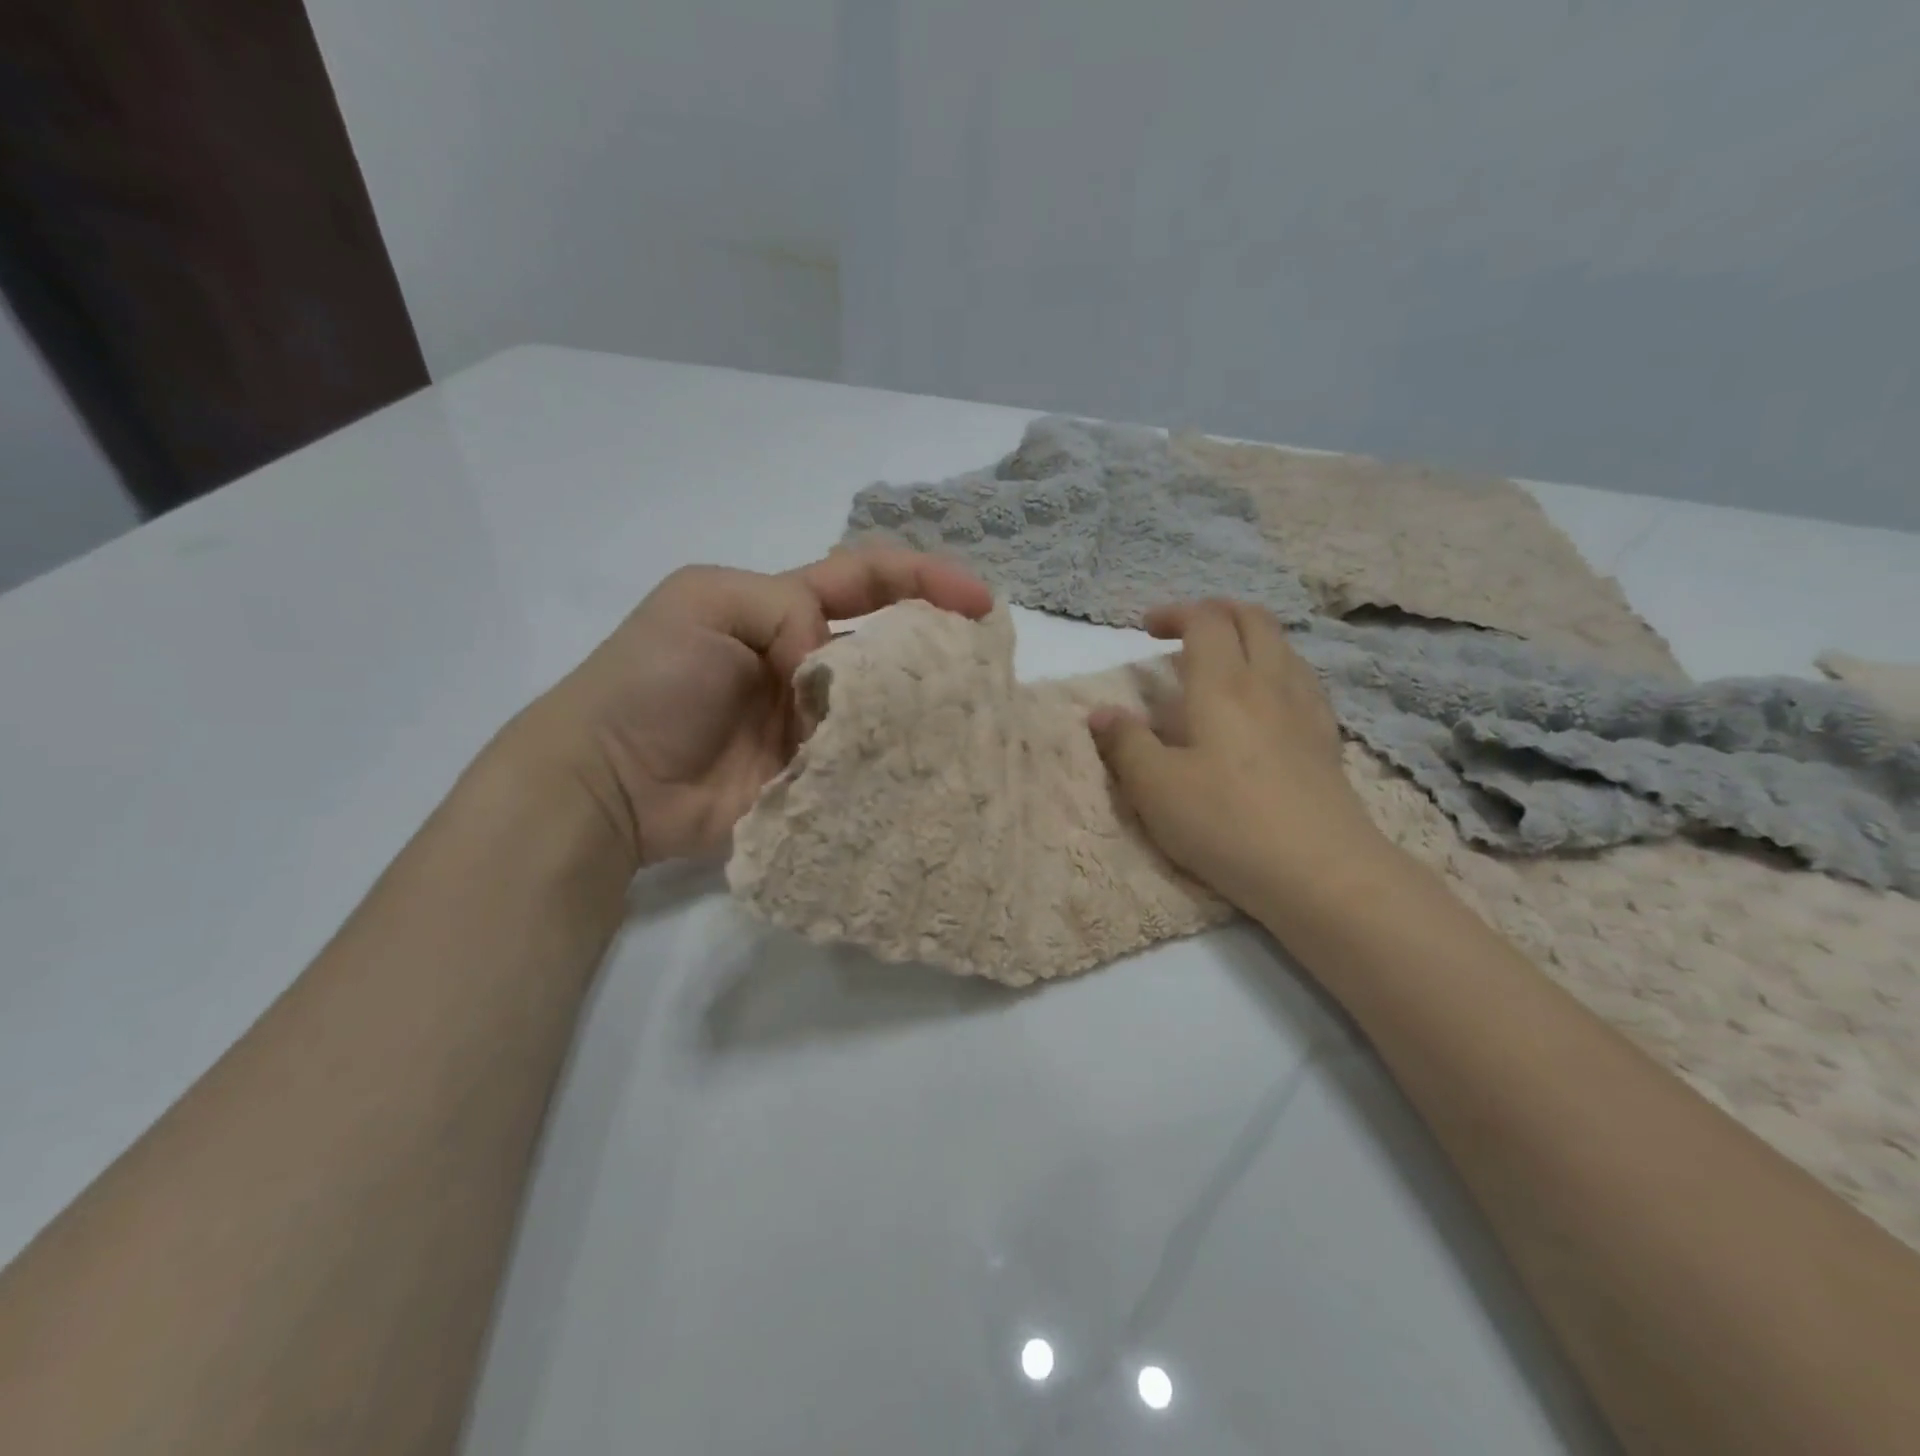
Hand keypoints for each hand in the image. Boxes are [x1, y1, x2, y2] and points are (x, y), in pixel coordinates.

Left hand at [519, 550, 992, 866]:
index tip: (979, 601)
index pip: (867, 580)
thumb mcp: (704, 602)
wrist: (607, 782)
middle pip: (888, 647)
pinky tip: (926, 771)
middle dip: (936, 649)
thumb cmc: (649, 680)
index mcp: (785, 611)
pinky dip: (891, 766)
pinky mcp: (812, 779)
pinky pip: (864, 767)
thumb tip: (832, 672)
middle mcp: (807, 664)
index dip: (925, 579)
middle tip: (982, 672)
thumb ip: (784, 610)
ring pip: (884, 711)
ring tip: (963, 725)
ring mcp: (812, 726)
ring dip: (918, 714)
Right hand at [1090, 600, 1385, 908]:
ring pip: (1283, 646)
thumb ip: (1125, 744)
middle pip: (1252, 619)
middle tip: (1186, 631)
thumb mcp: (1155, 788)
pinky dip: (1276, 669)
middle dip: (1216, 612)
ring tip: (1223, 662)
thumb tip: (1101, 713)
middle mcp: (1269, 683)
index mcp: (1222, 685)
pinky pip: (1302, 680)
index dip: (1174, 613)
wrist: (1321, 871)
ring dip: (1249, 637)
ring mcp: (1305, 710)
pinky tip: (1265, 702)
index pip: (1204, 621)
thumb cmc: (1226, 823)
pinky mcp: (1326, 740)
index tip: (1146, 629)